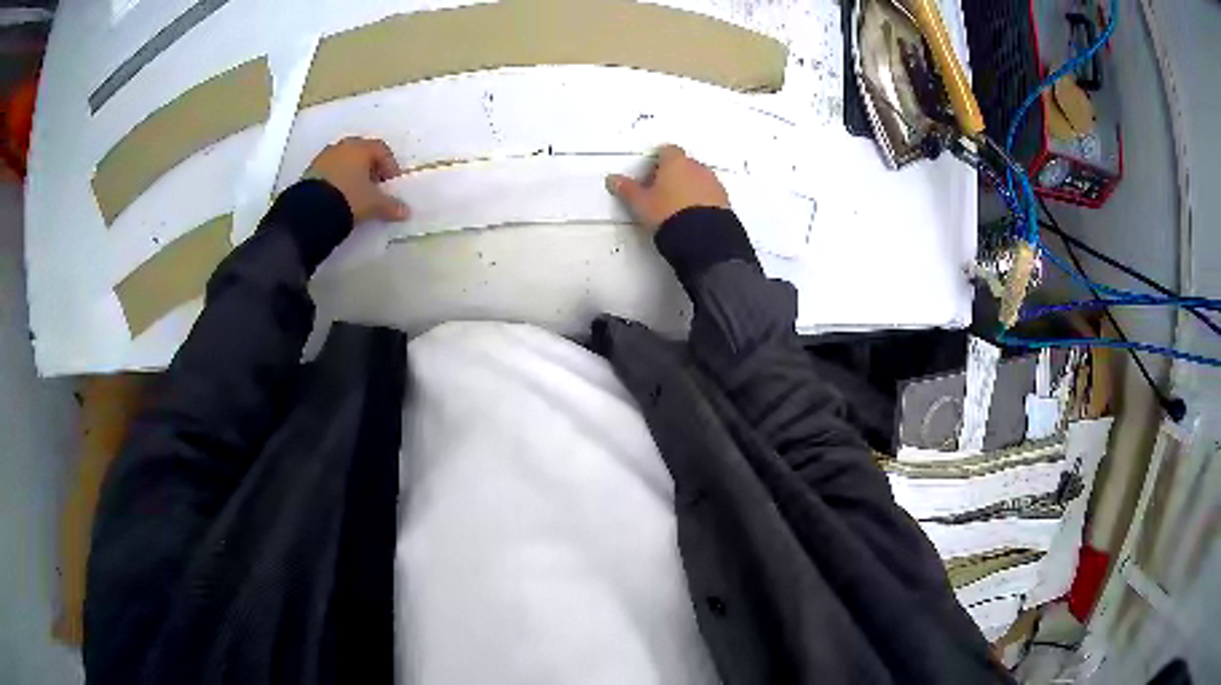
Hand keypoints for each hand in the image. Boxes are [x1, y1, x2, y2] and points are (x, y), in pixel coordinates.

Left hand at [304, 137, 410, 223]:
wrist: (311, 211)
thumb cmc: (349, 198)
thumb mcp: (373, 204)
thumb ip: (390, 206)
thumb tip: (406, 212)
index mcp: (361, 148)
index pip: (382, 150)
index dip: (390, 166)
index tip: (391, 184)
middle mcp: (343, 146)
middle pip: (361, 152)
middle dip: (370, 167)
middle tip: (373, 186)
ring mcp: (324, 157)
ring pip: (344, 160)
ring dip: (351, 173)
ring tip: (355, 193)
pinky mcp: (310, 170)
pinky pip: (329, 171)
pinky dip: (336, 179)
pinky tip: (338, 196)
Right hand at [605, 145, 729, 231]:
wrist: (703, 239)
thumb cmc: (668, 214)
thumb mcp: (641, 204)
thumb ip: (627, 189)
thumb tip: (613, 179)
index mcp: (676, 162)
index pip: (667, 151)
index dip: (657, 161)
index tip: (649, 175)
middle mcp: (697, 167)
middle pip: (684, 164)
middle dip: (673, 174)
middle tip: (660, 193)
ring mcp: (713, 183)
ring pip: (698, 179)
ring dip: (689, 187)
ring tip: (677, 208)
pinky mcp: (725, 200)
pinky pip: (710, 194)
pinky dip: (702, 200)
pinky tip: (693, 216)